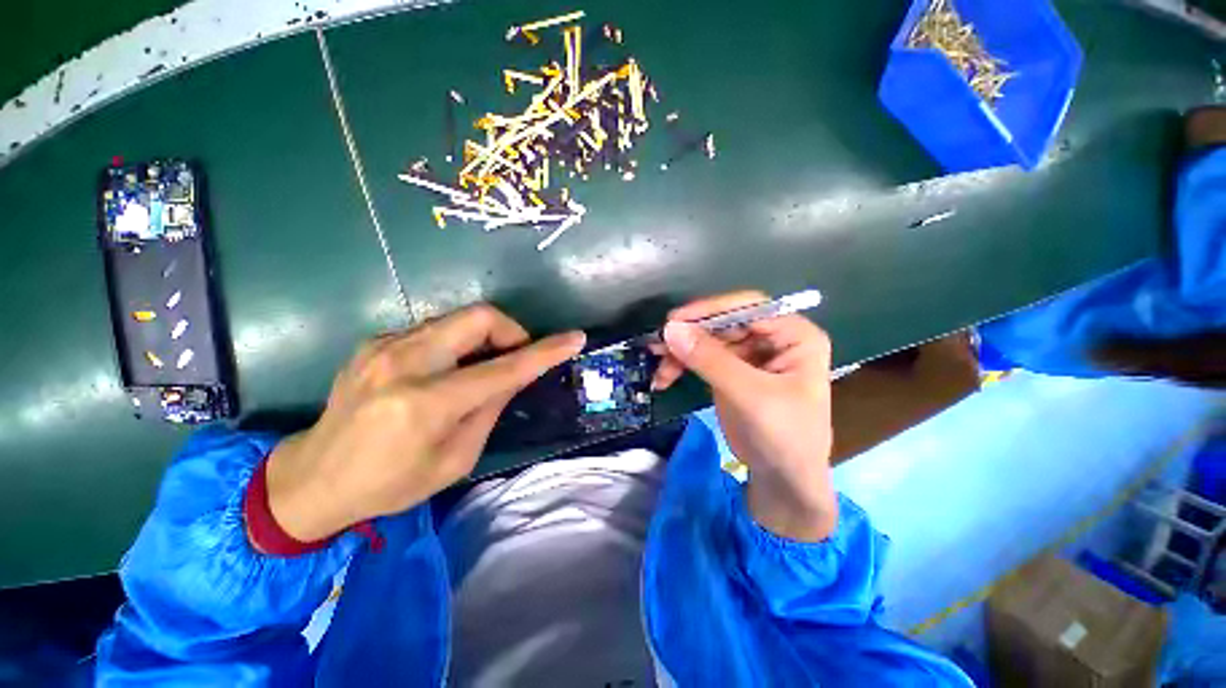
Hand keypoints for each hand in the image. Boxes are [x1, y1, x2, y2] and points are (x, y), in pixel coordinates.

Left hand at [265, 304, 585, 541]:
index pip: (504, 368)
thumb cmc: (390, 483)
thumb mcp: (455, 459)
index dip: (545, 351)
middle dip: (510, 331)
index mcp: (427, 404)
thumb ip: (489, 409)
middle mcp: (405, 363)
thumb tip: (512, 375)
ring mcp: (384, 347)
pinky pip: (434, 328)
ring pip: (457, 318)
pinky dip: (455, 342)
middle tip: (513, 357)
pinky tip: (445, 369)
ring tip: (480, 367)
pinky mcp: (374, 342)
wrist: (311, 479)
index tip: (574, 338)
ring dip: (483, 337)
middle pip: (479, 317)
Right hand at [651, 291, 836, 541]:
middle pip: (724, 323)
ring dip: (681, 352)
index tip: (674, 320)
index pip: (749, 307)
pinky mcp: (731, 371)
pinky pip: (702, 358)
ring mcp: (750, 355)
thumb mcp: (749, 395)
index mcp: (794, 335)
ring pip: (708, 340)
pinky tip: (665, 378)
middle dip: (690, 335)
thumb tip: (670, 329)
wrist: (784, 480)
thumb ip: (710, 360)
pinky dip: (682, 365)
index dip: (710, 309)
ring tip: (658, 368)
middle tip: (657, 345)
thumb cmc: (783, 436)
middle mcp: (772, 338)